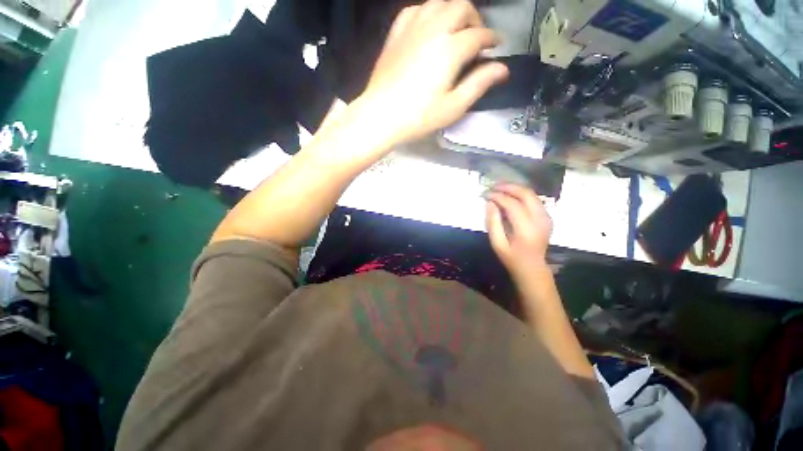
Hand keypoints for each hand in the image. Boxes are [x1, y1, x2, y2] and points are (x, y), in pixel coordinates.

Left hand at [358, 0, 508, 146]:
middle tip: (476, 39)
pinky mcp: (396, 33)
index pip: (479, 36)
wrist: (381, 115)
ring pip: (439, 2)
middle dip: (475, 20)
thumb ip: (479, 84)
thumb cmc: (419, 117)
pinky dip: (429, 13)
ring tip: (455, 30)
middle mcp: (433, 29)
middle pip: (462, 8)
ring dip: (453, 12)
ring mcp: (412, 28)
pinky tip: (429, 27)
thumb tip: (502, 69)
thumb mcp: (453, 107)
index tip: (496, 46)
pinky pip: (416, 9)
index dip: (492, 40)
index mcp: (450, 49)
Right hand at [485, 184, 551, 277]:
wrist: (533, 267)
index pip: (512, 204)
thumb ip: (493, 222)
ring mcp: (546, 217)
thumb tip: (490, 203)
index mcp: (526, 229)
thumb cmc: (512, 258)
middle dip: (508, 187)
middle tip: (493, 186)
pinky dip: (521, 194)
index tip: (485, 194)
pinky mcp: (547, 216)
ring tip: (500, 188)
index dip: (498, 196)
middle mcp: (540, 220)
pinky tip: (510, 195)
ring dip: (515, 188)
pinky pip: (534, 199)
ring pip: (531, 194)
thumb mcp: (497, 243)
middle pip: (526, 194)